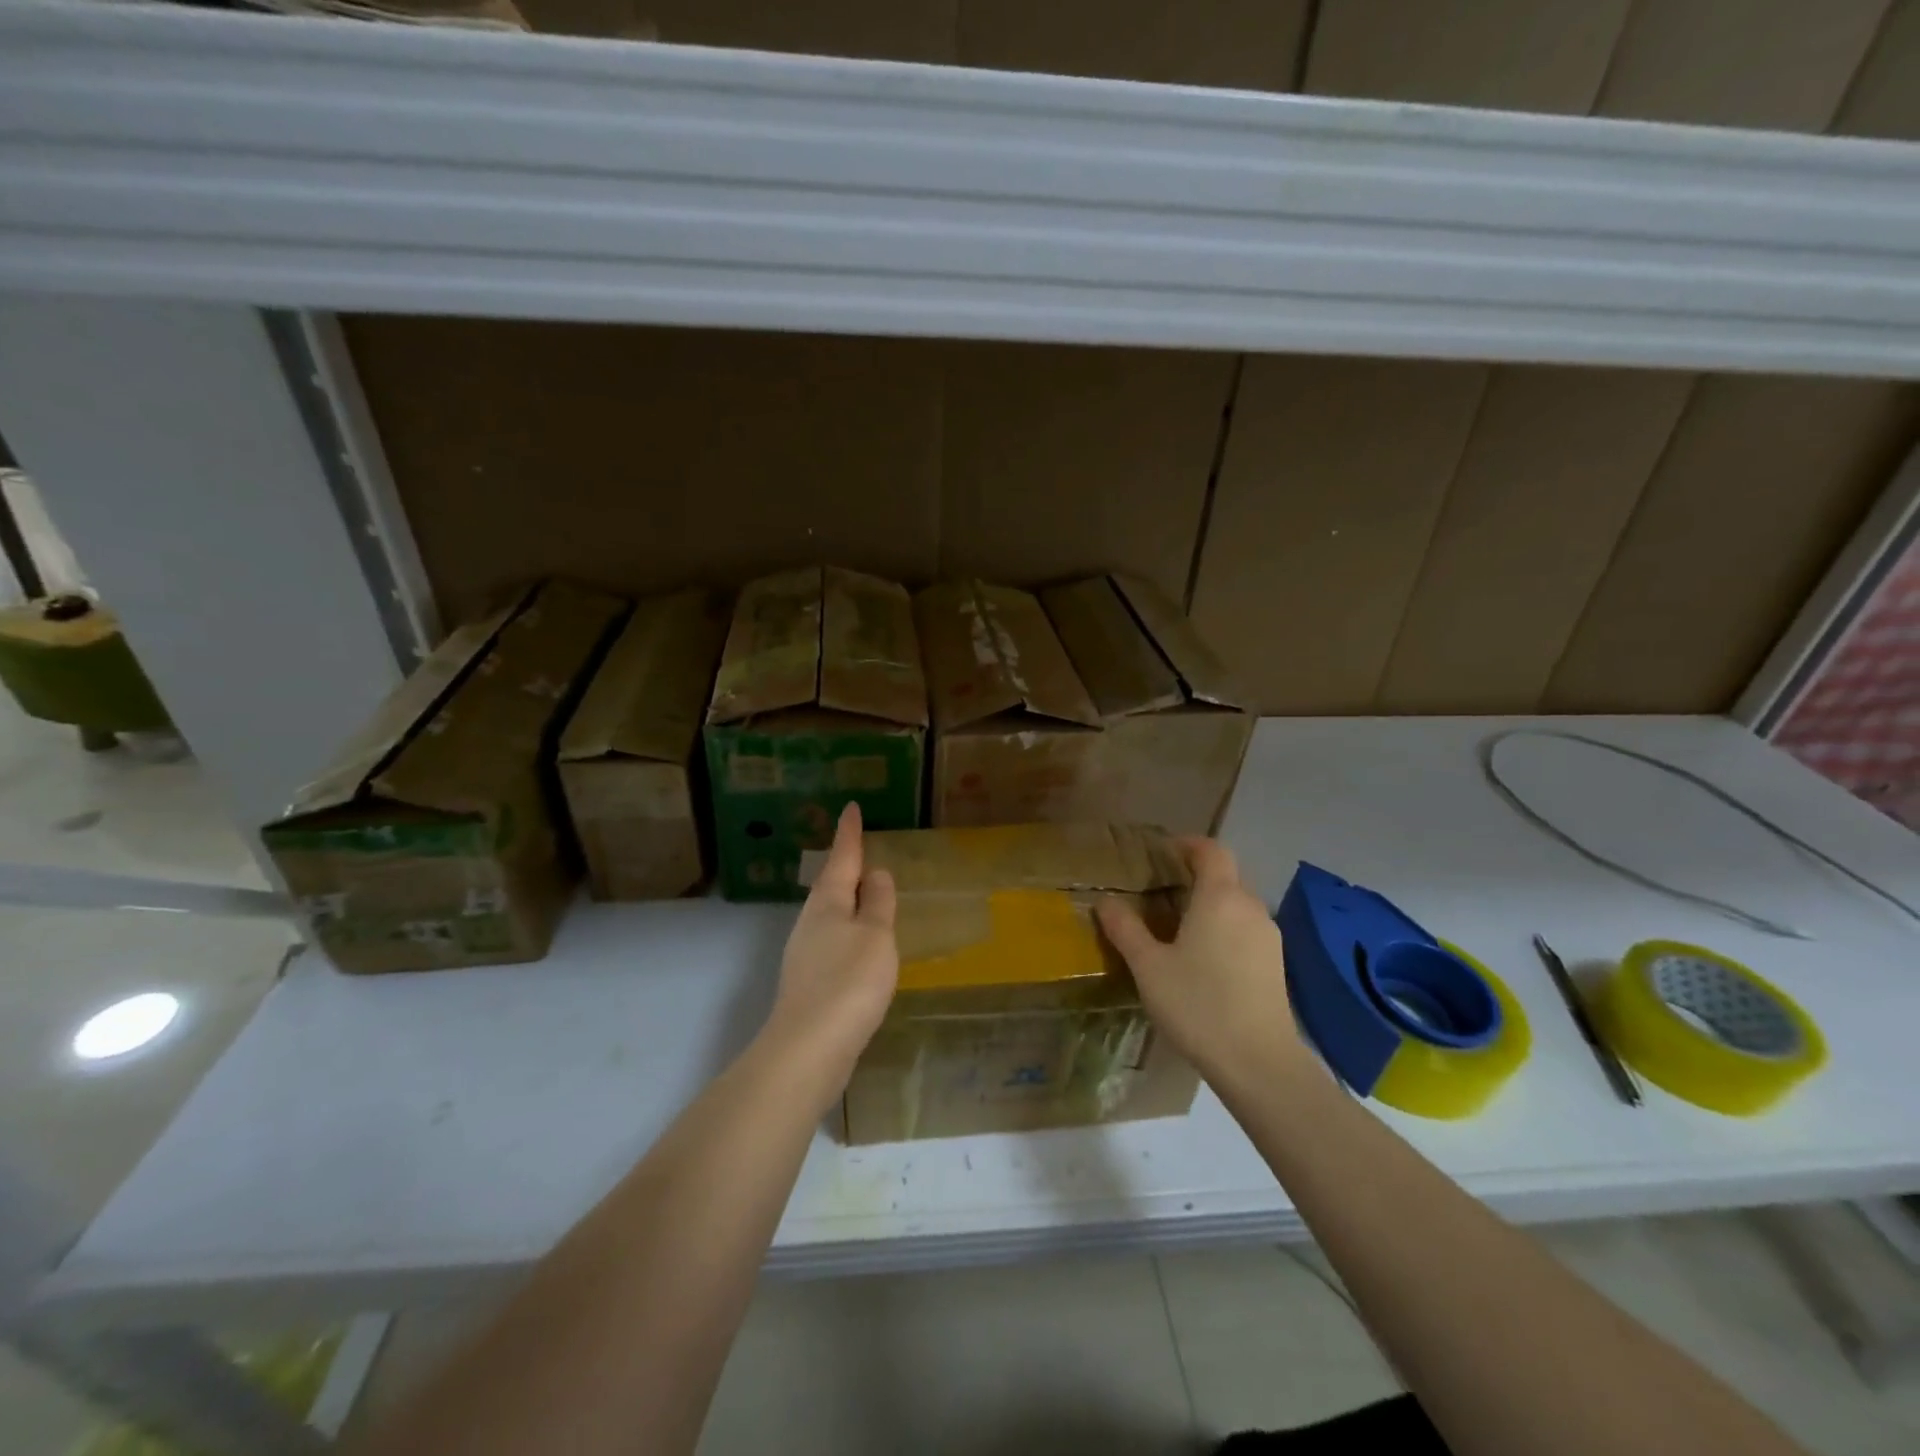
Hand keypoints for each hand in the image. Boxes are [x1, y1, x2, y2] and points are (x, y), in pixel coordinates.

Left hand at [763, 803, 898, 1098]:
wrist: (809, 1048)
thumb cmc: (849, 981)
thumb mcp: (875, 935)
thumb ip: (878, 902)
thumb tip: (875, 873)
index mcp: (828, 903)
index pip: (842, 857)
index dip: (849, 833)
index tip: (850, 807)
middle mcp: (811, 922)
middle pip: (831, 885)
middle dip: (846, 867)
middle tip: (863, 850)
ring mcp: (806, 954)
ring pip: (832, 916)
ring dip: (849, 902)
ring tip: (868, 896)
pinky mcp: (810, 983)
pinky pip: (835, 943)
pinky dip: (850, 934)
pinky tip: (861, 949)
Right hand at [1096, 837, 1310, 1089]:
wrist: (1259, 1063)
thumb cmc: (1198, 1004)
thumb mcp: (1148, 966)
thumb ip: (1125, 929)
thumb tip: (1105, 900)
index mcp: (1220, 897)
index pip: (1211, 850)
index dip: (1187, 844)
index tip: (1161, 853)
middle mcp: (1250, 907)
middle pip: (1224, 876)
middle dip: (1194, 877)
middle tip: (1159, 893)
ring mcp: (1268, 936)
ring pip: (1236, 904)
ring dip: (1209, 905)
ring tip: (1177, 927)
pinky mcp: (1276, 964)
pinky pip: (1246, 929)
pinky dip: (1224, 928)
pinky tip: (1203, 959)